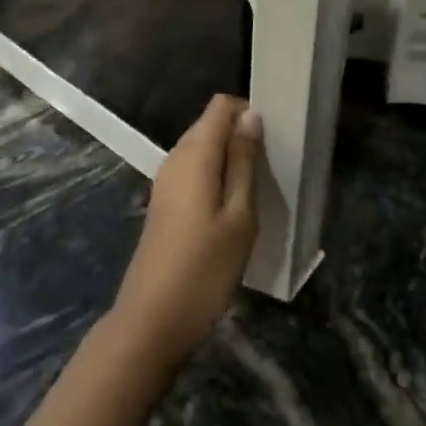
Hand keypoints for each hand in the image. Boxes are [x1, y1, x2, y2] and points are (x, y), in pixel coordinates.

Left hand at [108, 95, 262, 376]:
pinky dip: (214, 177)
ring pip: (202, 149)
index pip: (220, 106)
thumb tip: (250, 116)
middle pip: (209, 125)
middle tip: (270, 170)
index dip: (247, 112)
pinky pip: (193, 171)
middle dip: (240, 136)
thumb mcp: (239, 216)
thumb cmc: (204, 268)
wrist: (152, 319)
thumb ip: (243, 162)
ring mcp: (165, 180)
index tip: (273, 139)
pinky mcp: (164, 202)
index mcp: (195, 153)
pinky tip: (231, 209)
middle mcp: (175, 157)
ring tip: (256, 190)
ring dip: (229, 159)